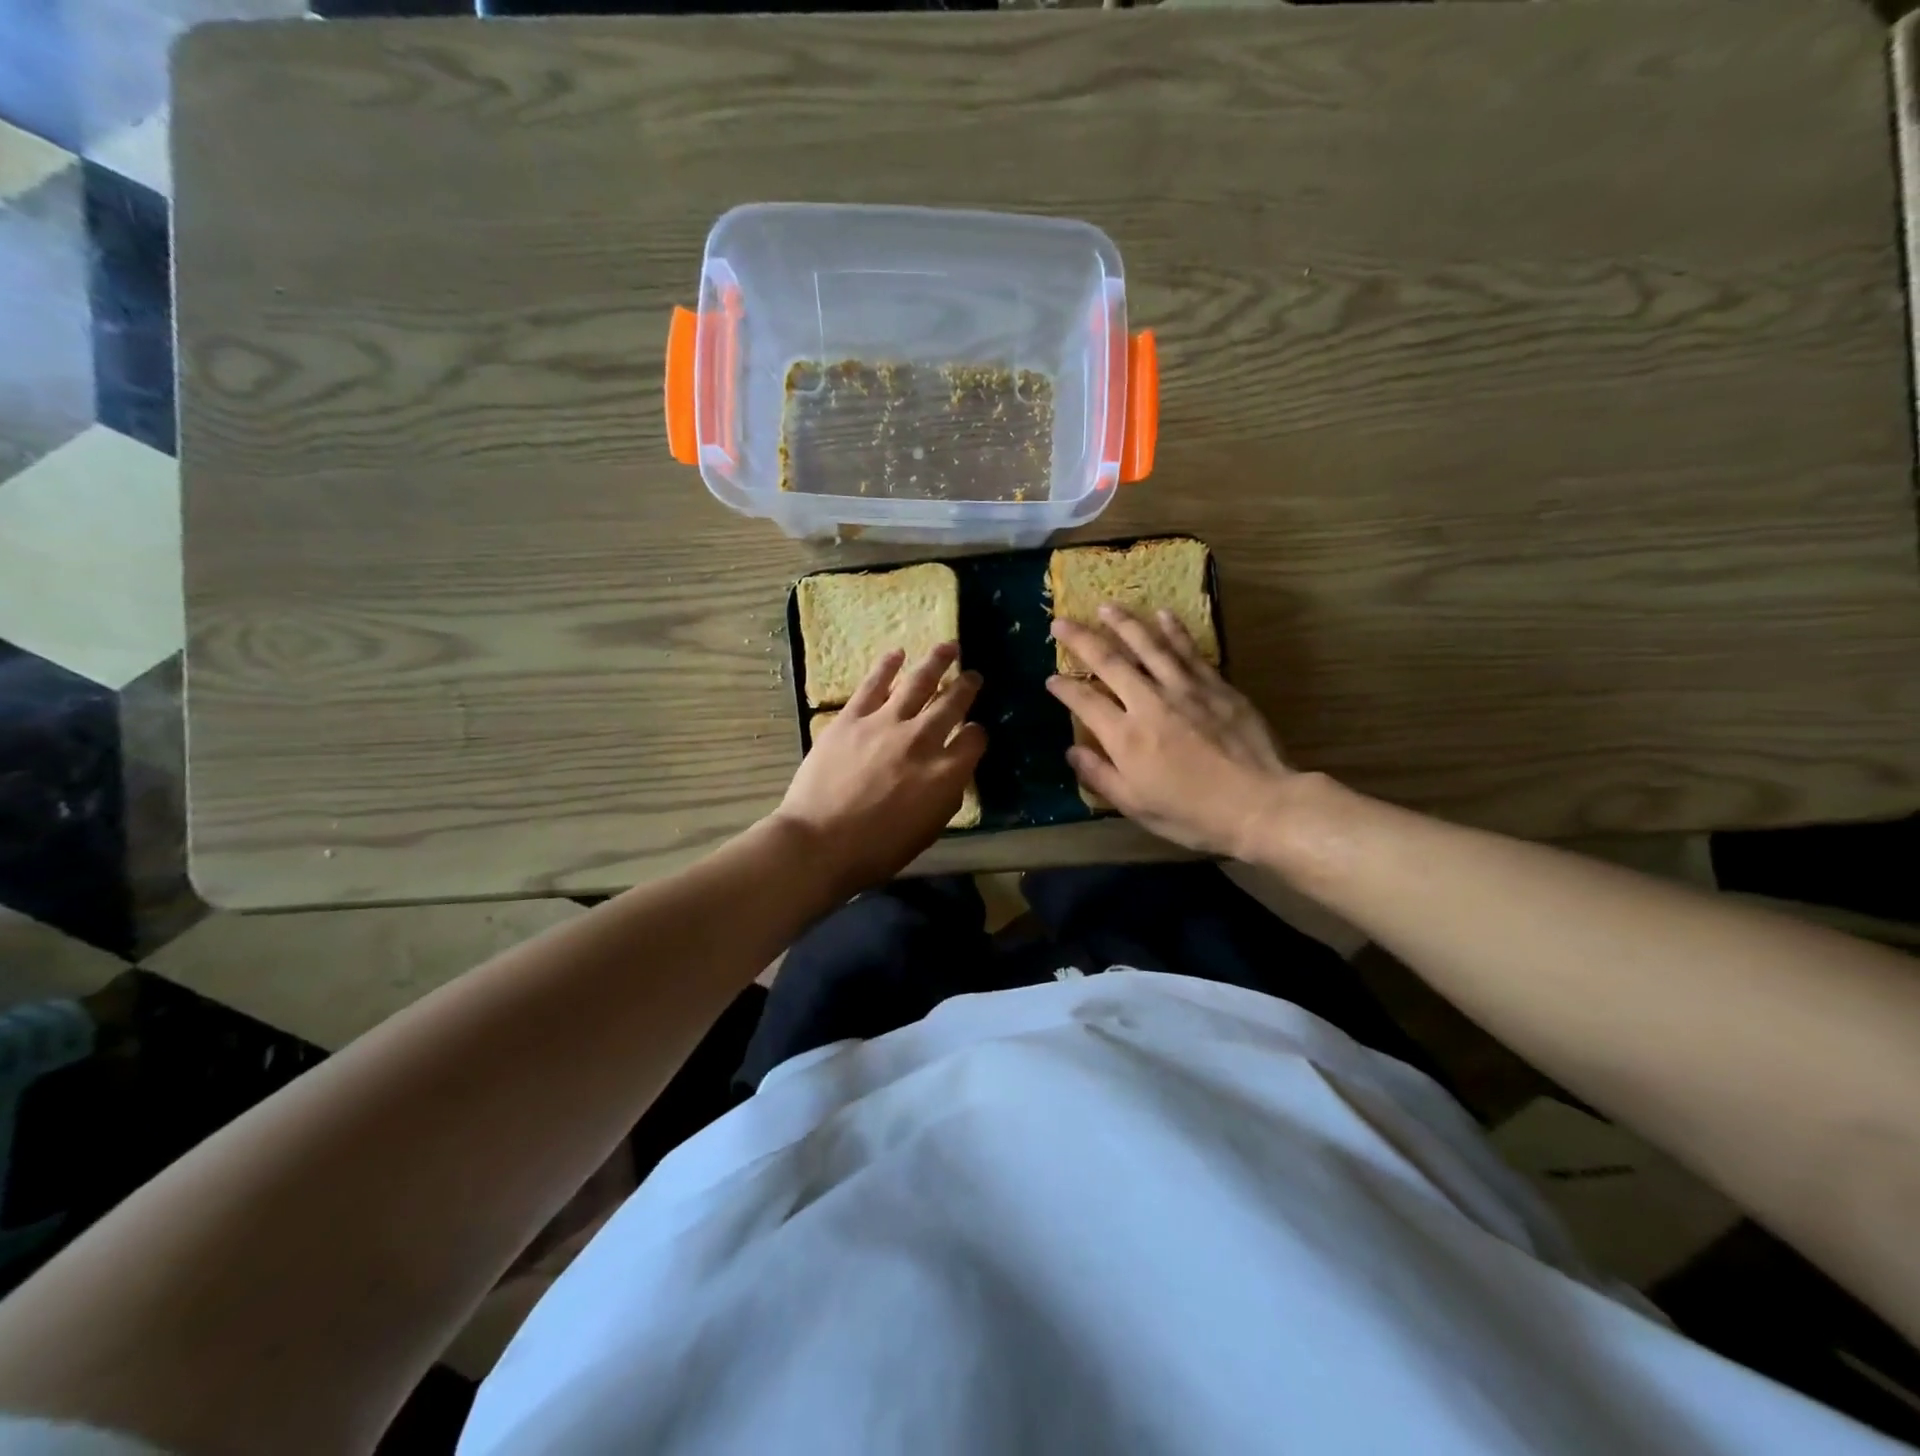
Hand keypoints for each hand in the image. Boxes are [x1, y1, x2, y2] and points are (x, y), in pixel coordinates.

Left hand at [773, 643, 985, 897]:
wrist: (820, 843)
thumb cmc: (877, 849)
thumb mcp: (928, 830)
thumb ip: (946, 795)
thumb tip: (951, 772)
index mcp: (945, 773)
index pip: (974, 740)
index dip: (977, 733)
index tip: (974, 731)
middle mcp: (922, 740)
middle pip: (952, 703)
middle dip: (966, 687)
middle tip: (974, 675)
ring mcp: (885, 724)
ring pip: (918, 682)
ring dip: (936, 662)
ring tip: (949, 647)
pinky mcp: (851, 718)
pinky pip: (874, 684)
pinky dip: (887, 666)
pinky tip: (897, 653)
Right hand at [1047, 606, 1294, 858]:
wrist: (1260, 804)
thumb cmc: (1193, 814)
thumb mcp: (1137, 806)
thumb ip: (1100, 776)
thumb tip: (1071, 751)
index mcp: (1125, 736)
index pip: (1084, 701)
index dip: (1063, 688)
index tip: (1050, 678)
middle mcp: (1149, 702)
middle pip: (1109, 661)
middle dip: (1081, 639)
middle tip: (1061, 621)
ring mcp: (1184, 689)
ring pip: (1148, 646)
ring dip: (1123, 623)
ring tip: (1106, 606)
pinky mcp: (1215, 685)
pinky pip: (1188, 650)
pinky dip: (1173, 630)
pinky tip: (1162, 614)